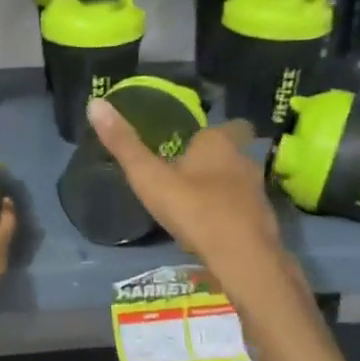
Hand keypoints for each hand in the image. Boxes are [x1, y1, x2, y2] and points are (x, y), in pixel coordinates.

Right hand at [85, 97, 285, 285]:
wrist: (242, 257)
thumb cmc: (194, 208)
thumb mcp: (150, 177)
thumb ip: (124, 144)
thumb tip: (96, 103)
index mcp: (219, 143)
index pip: (229, 125)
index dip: (214, 132)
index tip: (195, 141)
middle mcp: (244, 161)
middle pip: (235, 153)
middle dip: (217, 160)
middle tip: (191, 171)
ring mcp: (258, 192)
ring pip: (241, 182)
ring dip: (224, 188)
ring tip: (198, 200)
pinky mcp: (263, 221)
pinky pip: (244, 210)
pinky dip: (231, 214)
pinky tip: (212, 228)